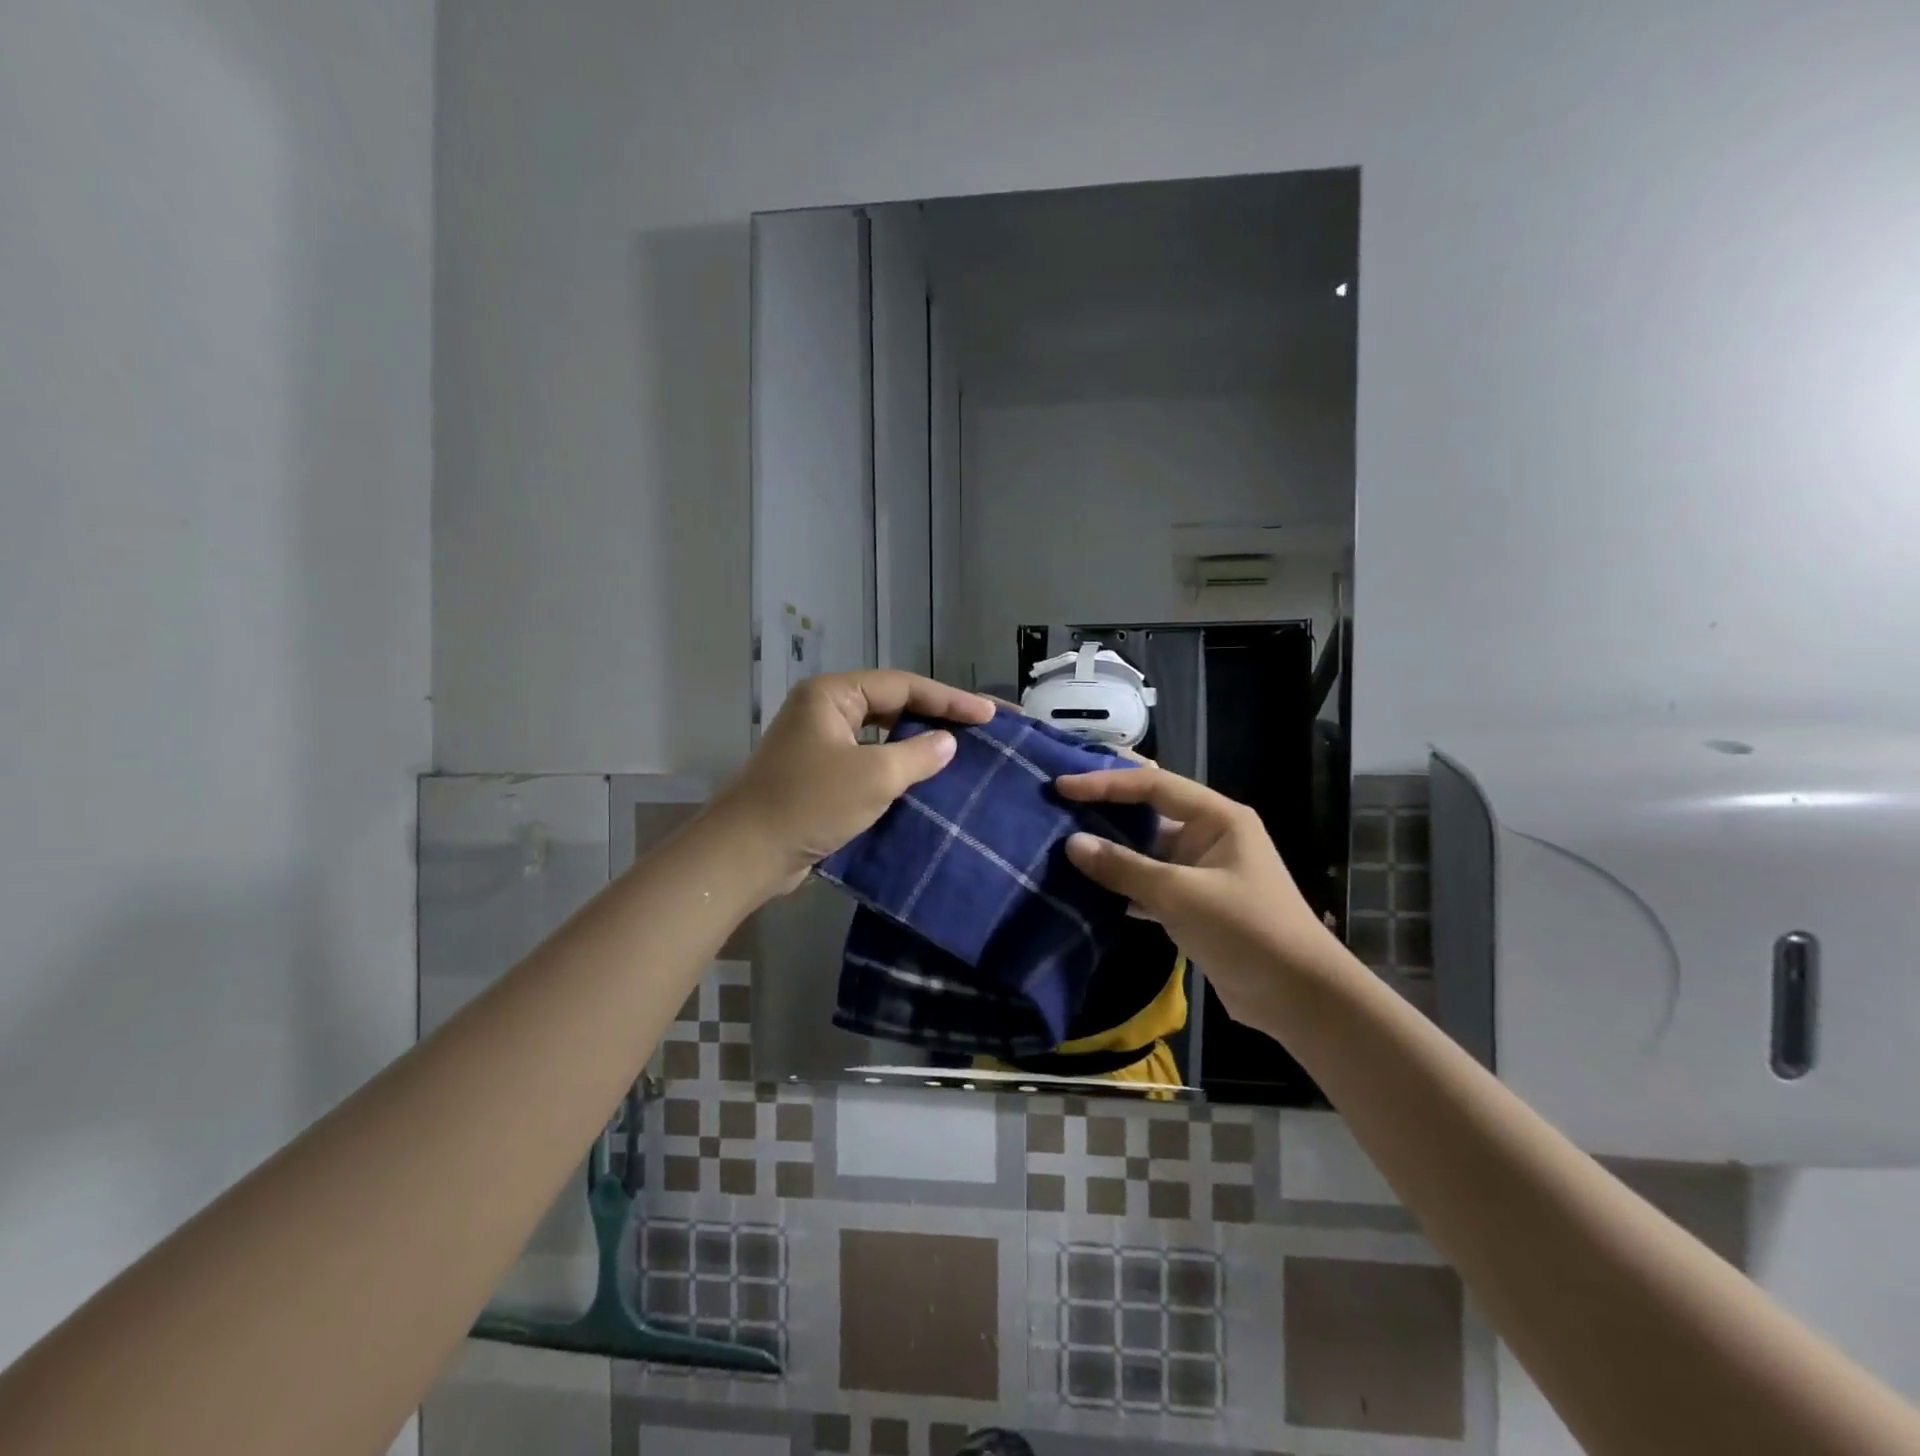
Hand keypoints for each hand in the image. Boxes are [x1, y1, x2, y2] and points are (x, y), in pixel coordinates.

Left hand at [714, 671, 994, 894]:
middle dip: (938, 717)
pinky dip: (899, 770)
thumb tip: (948, 742)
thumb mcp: (873, 776)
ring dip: (920, 744)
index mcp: (833, 695)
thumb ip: (918, 754)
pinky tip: (928, 782)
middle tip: (985, 727)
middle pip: (893, 706)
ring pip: (883, 737)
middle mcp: (826, 711)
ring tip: (965, 751)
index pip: (904, 686)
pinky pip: (870, 764)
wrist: (746, 855)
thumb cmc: (809, 803)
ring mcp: (821, 745)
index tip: (991, 715)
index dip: (951, 700)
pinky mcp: (821, 777)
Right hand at [1056, 765, 1343, 1029]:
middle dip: (1104, 810)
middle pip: (1148, 813)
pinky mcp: (1193, 904)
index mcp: (1217, 818)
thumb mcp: (1181, 895)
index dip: (1105, 783)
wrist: (1298, 998)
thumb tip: (1071, 844)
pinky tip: (1086, 888)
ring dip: (1109, 850)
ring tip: (1060, 844)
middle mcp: (1208, 836)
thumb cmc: (1247, 931)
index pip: (1152, 786)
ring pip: (1145, 851)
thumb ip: (1124, 868)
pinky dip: (1121, 885)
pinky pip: (1148, 883)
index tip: (1061, 786)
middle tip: (1056, 807)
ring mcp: (1201, 871)